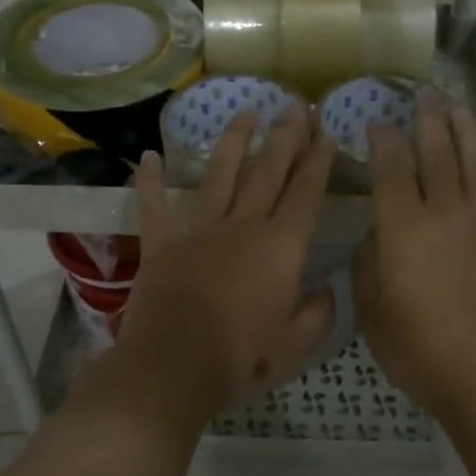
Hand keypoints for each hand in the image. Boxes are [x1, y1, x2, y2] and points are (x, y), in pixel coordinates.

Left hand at [113, 105, 337, 429]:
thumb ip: (318, 313)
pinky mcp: (161, 244)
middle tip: (296, 106)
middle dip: (285, 137)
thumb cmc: (241, 360)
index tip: (326, 133)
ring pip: (219, 175)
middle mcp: (242, 227)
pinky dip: (149, 181)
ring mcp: (198, 231)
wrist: (172, 369)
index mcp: (280, 248)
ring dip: (234, 141)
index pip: (306, 194)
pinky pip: (153, 206)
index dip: (319, 162)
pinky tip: (149, 156)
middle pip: (267, 172)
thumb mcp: (296, 346)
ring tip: (246, 112)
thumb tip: (325, 288)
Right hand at [352, 96, 475, 421]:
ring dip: (461, 130)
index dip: (383, 140)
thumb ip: (370, 261)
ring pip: (469, 162)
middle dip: (426, 121)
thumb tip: (378, 233)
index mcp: (402, 227)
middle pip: (434, 154)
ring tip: (456, 106)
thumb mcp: (371, 308)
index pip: (391, 167)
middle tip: (422, 95)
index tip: (376, 122)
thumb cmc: (417, 348)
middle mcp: (441, 212)